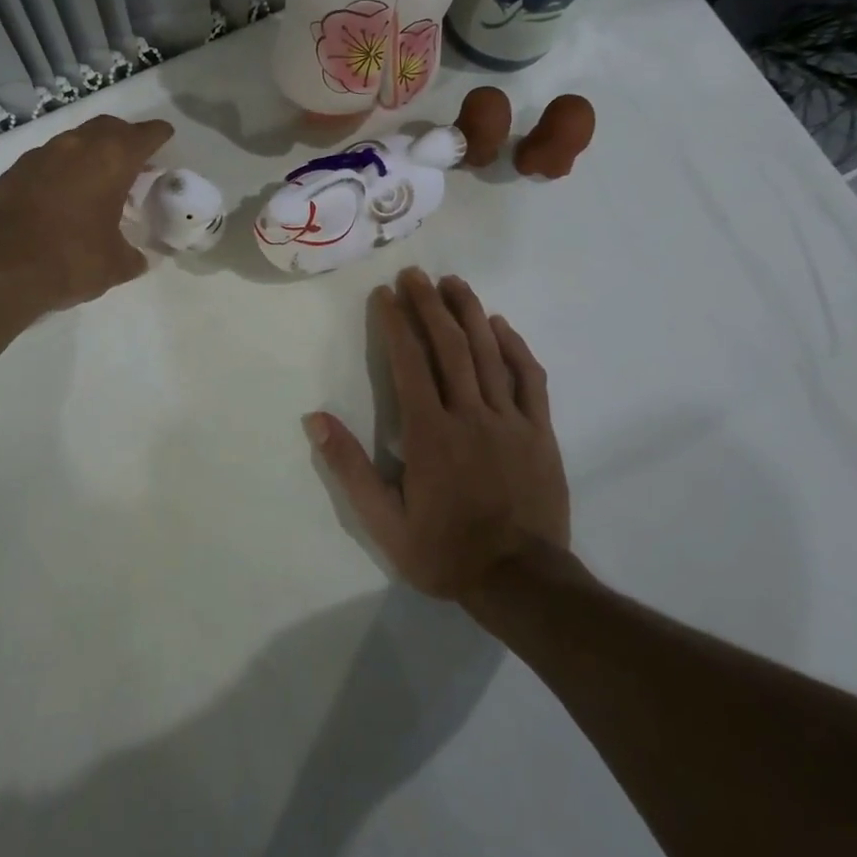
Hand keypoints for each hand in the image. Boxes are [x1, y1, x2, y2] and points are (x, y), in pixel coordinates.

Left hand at [0, 114, 173, 314]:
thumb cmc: (69, 259)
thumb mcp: (114, 265)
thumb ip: (131, 256)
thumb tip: (137, 259)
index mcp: (110, 160)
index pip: (143, 135)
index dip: (158, 134)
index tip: (165, 134)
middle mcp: (76, 147)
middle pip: (107, 127)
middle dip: (124, 137)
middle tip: (135, 156)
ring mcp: (39, 156)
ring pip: (74, 142)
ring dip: (90, 153)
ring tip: (98, 179)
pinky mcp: (12, 173)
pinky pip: (47, 161)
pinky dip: (62, 171)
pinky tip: (63, 196)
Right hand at [307, 269, 569, 598]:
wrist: (521, 582)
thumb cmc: (445, 551)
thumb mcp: (385, 521)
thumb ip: (350, 467)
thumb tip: (316, 419)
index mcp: (430, 433)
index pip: (409, 362)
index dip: (395, 323)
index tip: (384, 294)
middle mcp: (470, 414)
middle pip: (450, 346)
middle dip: (429, 305)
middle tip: (415, 274)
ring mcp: (510, 420)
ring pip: (489, 354)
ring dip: (470, 313)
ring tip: (454, 282)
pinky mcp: (540, 432)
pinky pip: (530, 379)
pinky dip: (515, 347)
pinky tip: (501, 325)